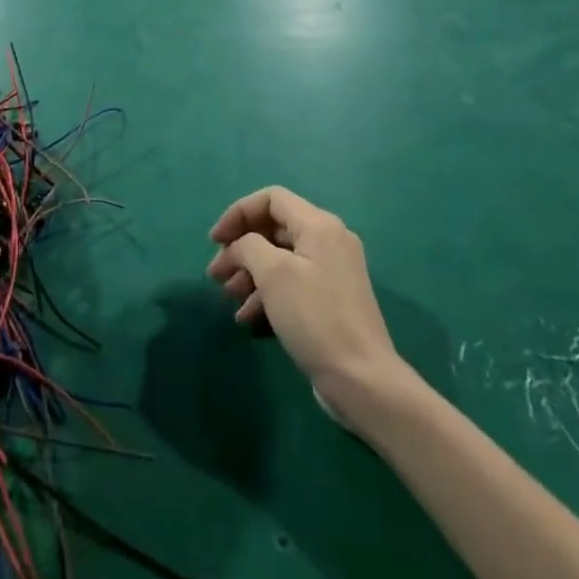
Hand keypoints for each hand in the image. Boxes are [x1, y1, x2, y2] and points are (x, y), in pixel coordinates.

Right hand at [207, 187, 401, 413]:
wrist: (362, 380)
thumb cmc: (314, 317)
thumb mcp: (273, 274)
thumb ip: (248, 246)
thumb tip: (241, 246)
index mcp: (319, 225)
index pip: (271, 199)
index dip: (238, 213)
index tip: (215, 241)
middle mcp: (329, 241)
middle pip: (274, 229)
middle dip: (241, 249)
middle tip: (216, 274)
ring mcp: (332, 272)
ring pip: (281, 259)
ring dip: (250, 274)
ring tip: (229, 298)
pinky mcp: (331, 301)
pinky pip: (292, 284)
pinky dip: (268, 294)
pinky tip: (248, 318)